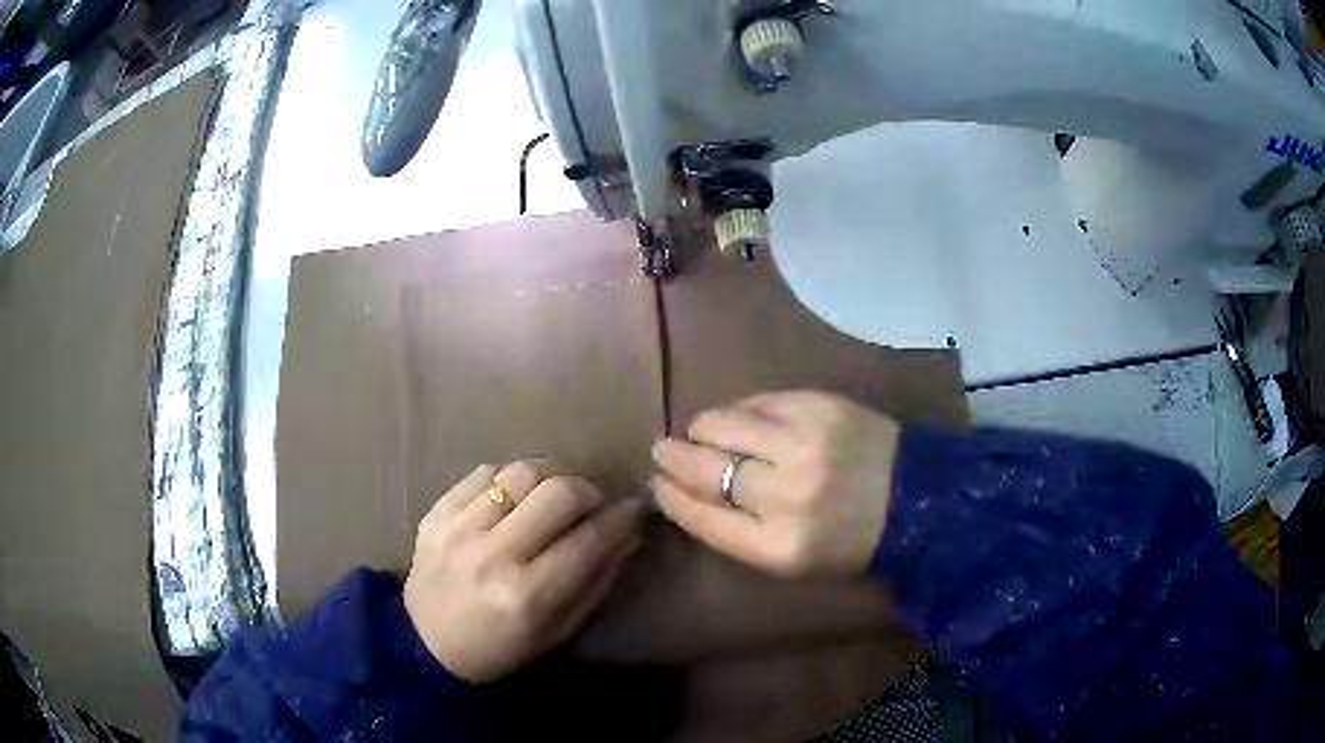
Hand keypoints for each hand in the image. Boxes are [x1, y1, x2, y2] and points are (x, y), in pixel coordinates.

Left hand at [404, 460, 645, 682]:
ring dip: (550, 477)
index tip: (634, 508)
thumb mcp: (558, 631)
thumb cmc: (500, 649)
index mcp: (527, 596)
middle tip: (591, 505)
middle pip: (557, 492)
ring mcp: (457, 529)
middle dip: (587, 491)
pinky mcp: (434, 514)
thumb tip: (629, 531)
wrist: (425, 645)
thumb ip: (597, 580)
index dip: (621, 518)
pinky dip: (508, 479)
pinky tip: (513, 499)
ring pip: (520, 472)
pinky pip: (483, 473)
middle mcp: (492, 556)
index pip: (588, 540)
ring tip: (552, 495)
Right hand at [651, 391, 899, 578]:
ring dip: (703, 429)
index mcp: (778, 546)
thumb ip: (732, 531)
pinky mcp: (819, 404)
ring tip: (708, 435)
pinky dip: (741, 412)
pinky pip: (755, 401)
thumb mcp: (788, 561)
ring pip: (720, 422)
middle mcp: (787, 493)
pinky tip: (747, 422)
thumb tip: (679, 489)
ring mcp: (805, 442)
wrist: (915, 498)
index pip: (701, 515)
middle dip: (672, 456)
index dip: (670, 496)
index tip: (658, 483)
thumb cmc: (846, 541)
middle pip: (703, 466)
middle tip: (665, 450)